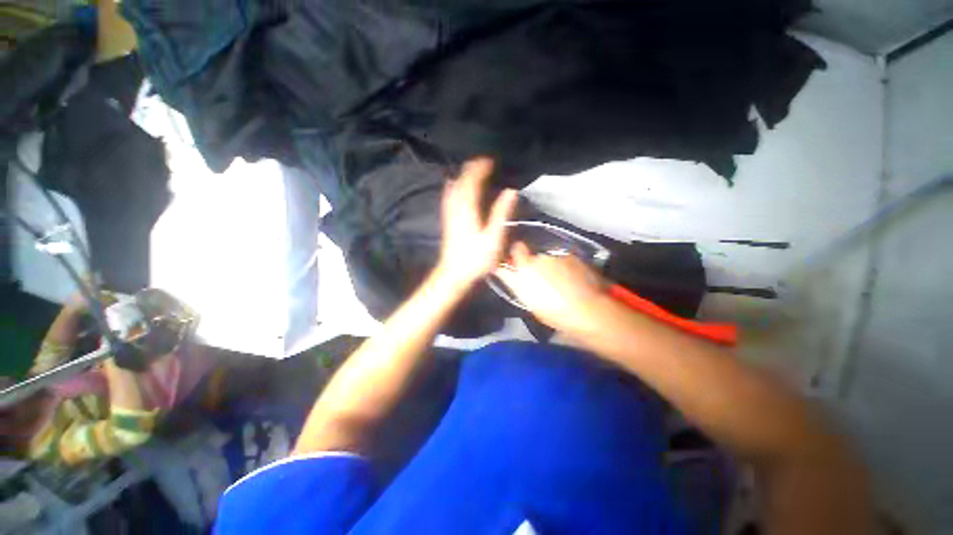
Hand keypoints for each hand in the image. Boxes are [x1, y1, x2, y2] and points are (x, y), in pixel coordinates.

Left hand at [436, 158, 518, 287]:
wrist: (454, 272)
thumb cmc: (476, 257)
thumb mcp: (494, 237)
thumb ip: (501, 213)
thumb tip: (511, 191)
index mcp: (468, 208)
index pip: (473, 181)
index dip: (481, 168)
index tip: (491, 161)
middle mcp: (456, 206)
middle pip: (461, 180)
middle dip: (471, 168)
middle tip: (484, 162)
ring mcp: (449, 213)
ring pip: (453, 187)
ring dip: (462, 175)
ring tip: (472, 170)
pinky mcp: (447, 219)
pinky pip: (448, 196)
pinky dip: (453, 186)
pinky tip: (453, 185)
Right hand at [494, 242, 608, 335]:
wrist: (586, 310)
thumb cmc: (553, 311)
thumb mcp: (528, 301)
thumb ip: (516, 283)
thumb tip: (507, 273)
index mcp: (525, 268)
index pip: (516, 249)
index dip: (517, 254)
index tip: (519, 263)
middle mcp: (540, 259)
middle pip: (534, 259)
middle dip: (537, 267)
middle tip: (544, 284)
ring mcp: (558, 257)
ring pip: (551, 261)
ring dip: (553, 269)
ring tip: (561, 286)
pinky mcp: (574, 258)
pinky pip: (565, 262)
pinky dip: (567, 269)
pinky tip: (573, 283)